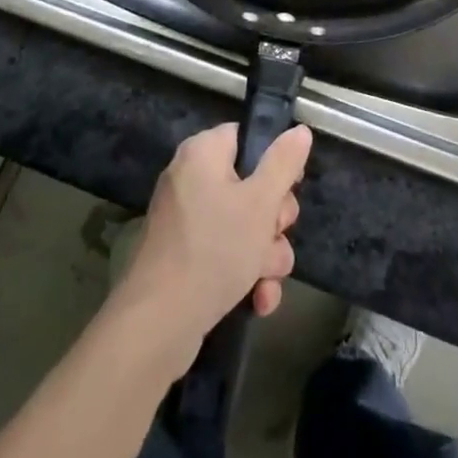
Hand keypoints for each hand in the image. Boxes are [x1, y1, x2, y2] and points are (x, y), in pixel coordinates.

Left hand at [112, 122, 311, 359]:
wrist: (158, 326)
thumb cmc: (213, 250)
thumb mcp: (260, 203)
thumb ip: (283, 163)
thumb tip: (300, 131)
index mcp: (203, 153)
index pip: (247, 138)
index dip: (275, 161)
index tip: (291, 188)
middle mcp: (192, 180)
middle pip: (251, 185)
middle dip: (274, 220)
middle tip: (276, 235)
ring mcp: (188, 222)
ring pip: (245, 226)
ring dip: (266, 255)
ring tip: (267, 281)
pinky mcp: (186, 259)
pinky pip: (227, 254)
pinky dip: (245, 275)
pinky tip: (259, 301)